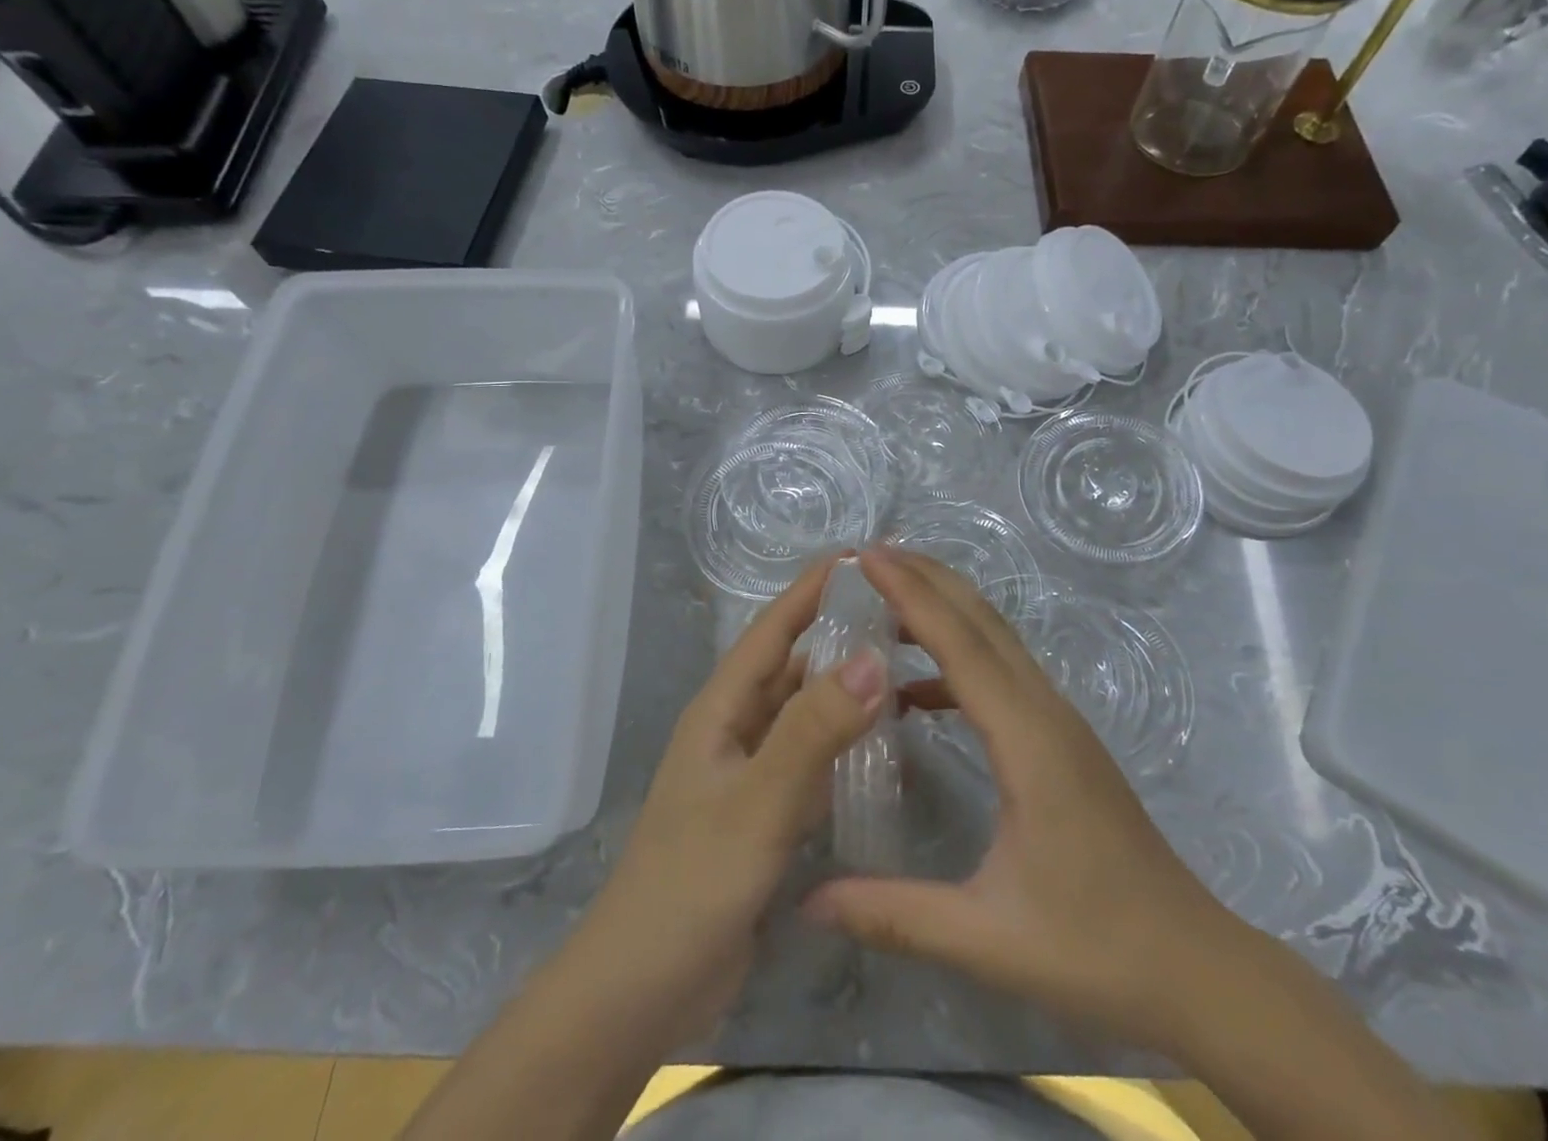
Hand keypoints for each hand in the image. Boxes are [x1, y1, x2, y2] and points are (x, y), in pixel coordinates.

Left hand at [564, 555, 884, 1055]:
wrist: (641, 990)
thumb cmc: (691, 885)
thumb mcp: (757, 803)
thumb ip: (813, 733)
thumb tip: (873, 656)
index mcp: (722, 708)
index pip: (773, 629)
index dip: (812, 589)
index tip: (862, 557)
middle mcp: (736, 727)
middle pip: (792, 663)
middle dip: (839, 633)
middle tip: (905, 615)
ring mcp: (749, 771)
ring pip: (804, 711)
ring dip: (845, 687)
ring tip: (905, 667)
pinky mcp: (763, 811)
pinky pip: (811, 758)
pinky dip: (844, 742)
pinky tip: (886, 745)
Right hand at [803, 547, 1251, 1056]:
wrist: (1196, 967)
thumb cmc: (1096, 949)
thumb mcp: (988, 939)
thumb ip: (895, 914)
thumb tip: (809, 902)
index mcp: (1028, 739)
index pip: (960, 644)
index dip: (911, 594)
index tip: (866, 557)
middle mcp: (1046, 712)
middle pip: (983, 620)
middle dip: (927, 578)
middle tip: (869, 555)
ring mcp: (1059, 721)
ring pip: (997, 640)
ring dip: (945, 609)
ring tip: (886, 600)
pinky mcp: (1061, 740)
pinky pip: (1003, 675)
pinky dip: (957, 659)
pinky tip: (918, 691)